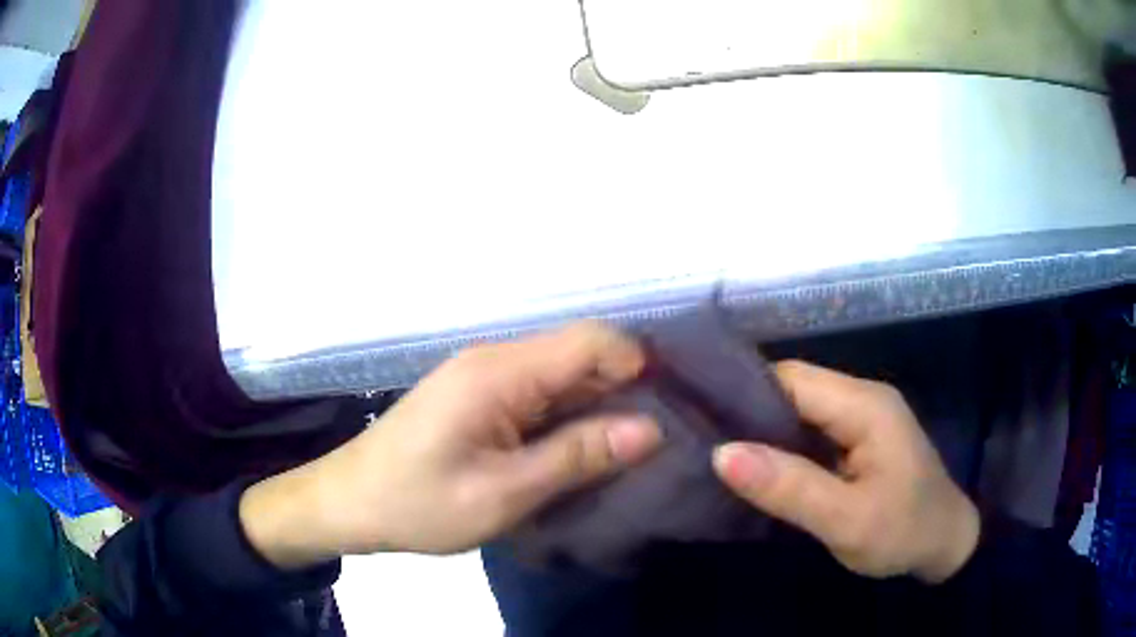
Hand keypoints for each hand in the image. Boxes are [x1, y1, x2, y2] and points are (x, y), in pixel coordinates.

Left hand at [240, 323, 662, 568]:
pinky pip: (539, 392)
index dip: (636, 366)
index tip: (664, 412)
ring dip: (596, 405)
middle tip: (653, 441)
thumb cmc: (419, 503)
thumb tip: (650, 429)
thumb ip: (577, 457)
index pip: (590, 340)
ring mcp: (484, 376)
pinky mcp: (478, 396)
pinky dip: (567, 415)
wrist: (351, 502)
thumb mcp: (504, 493)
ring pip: (562, 374)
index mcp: (499, 373)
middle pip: (578, 353)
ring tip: (623, 450)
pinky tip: (578, 449)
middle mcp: (495, 360)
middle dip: (622, 388)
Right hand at [713, 361, 979, 582]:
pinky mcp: (860, 438)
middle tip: (700, 443)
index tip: (697, 419)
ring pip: (800, 409)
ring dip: (763, 430)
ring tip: (717, 454)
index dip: (742, 394)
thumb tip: (722, 453)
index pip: (791, 379)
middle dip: (748, 413)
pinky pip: (811, 429)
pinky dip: (782, 444)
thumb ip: (789, 488)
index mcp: (864, 405)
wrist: (945, 545)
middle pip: (794, 388)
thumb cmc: (903, 532)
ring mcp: (863, 417)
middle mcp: (862, 398)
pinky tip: (758, 466)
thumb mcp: (846, 520)